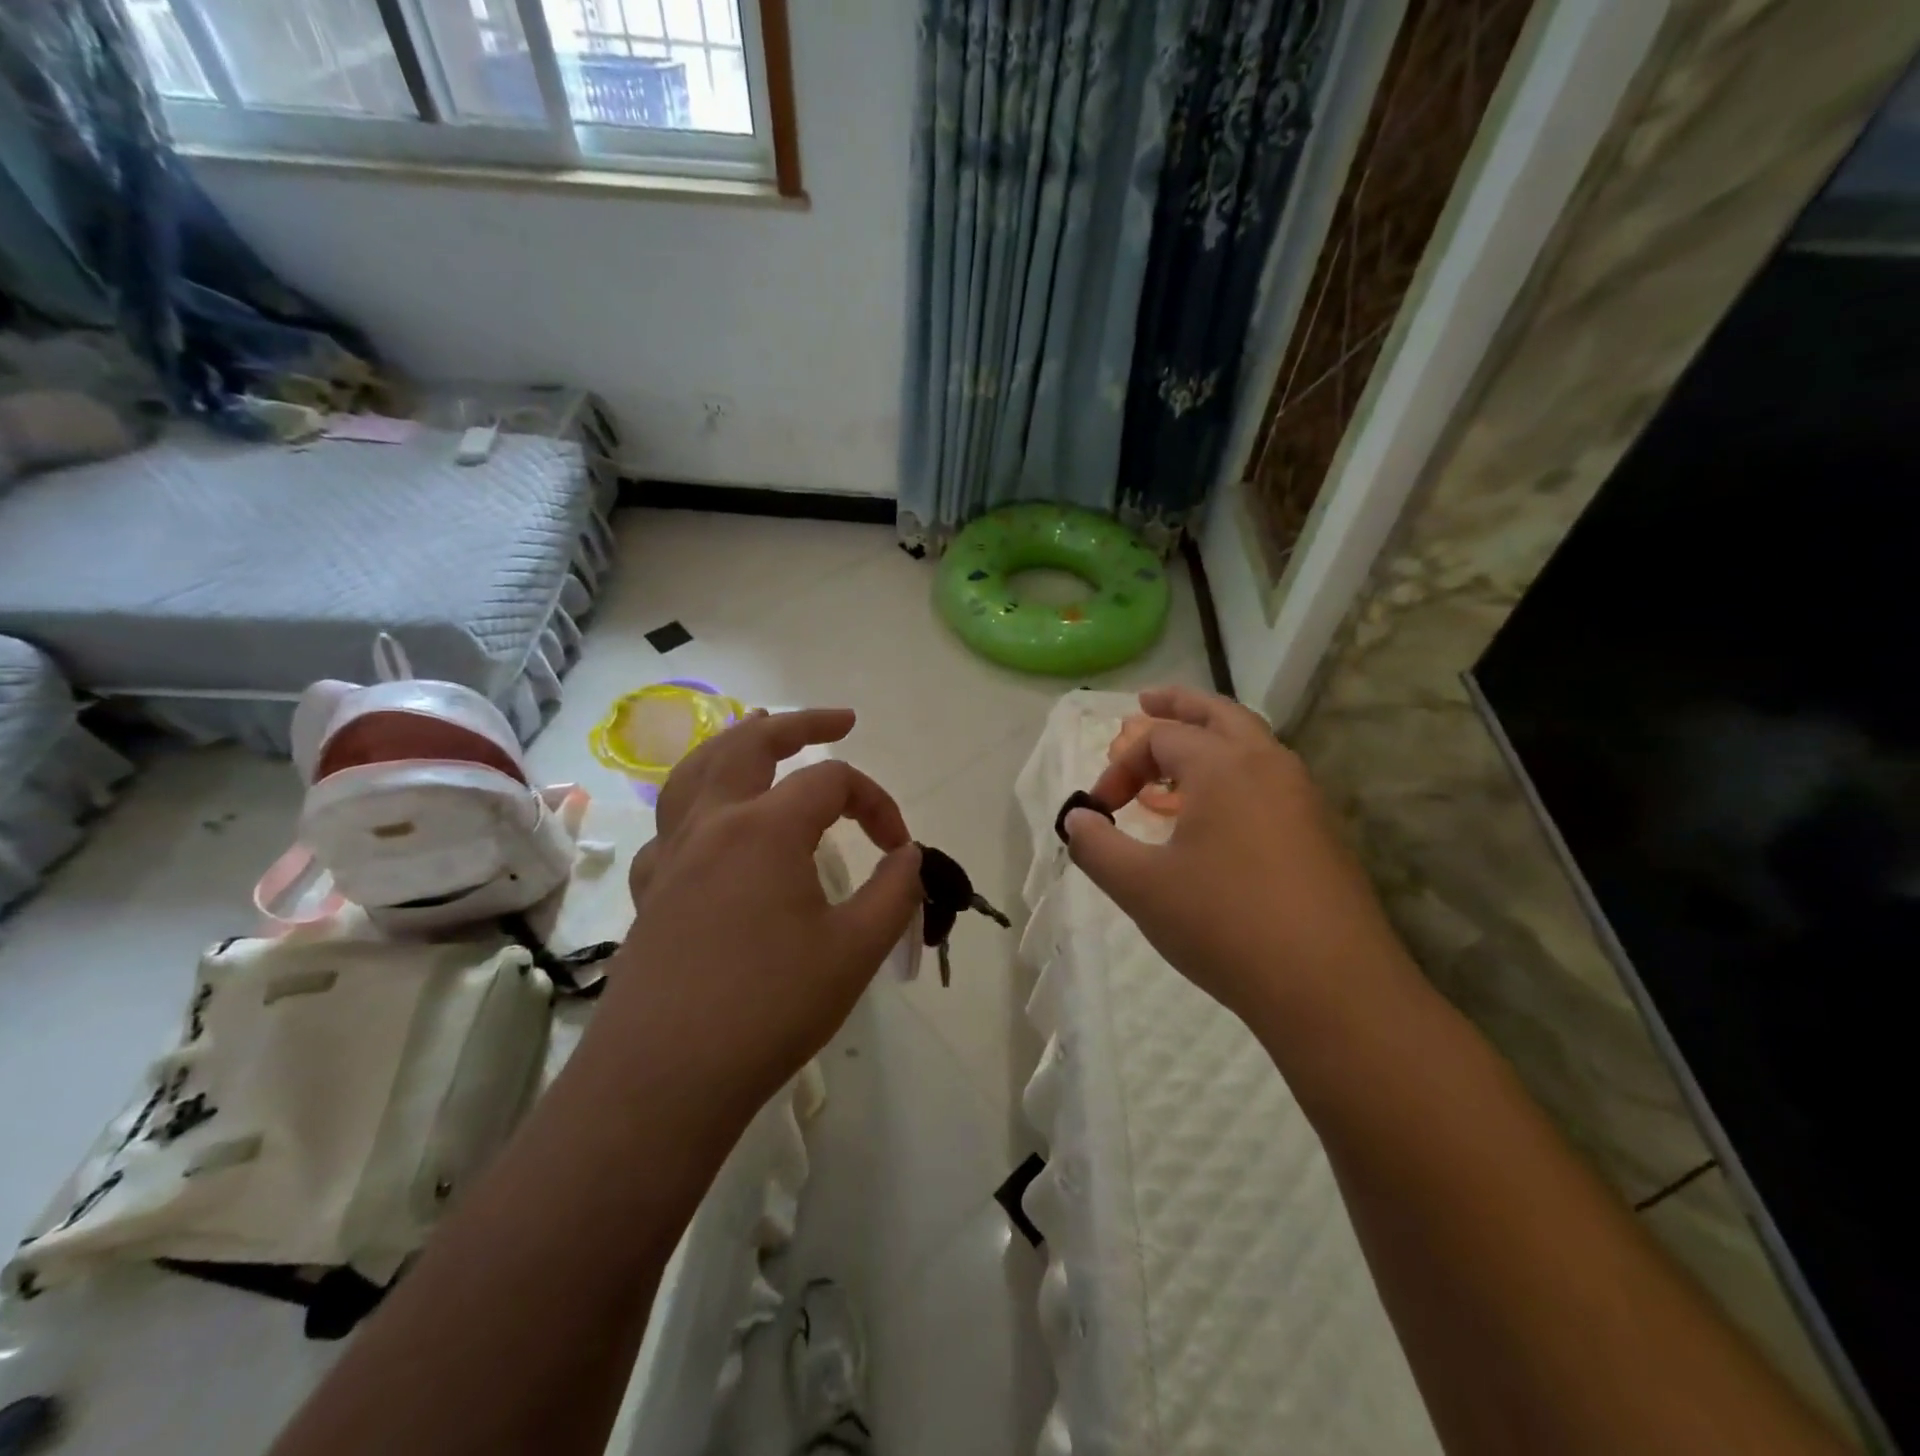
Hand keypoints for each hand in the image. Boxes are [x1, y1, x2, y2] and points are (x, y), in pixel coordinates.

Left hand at [592, 711, 923, 1120]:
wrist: (664, 1078)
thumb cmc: (769, 1008)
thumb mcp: (855, 950)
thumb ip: (894, 892)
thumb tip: (908, 856)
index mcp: (765, 827)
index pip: (834, 781)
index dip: (877, 804)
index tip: (899, 850)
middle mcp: (713, 823)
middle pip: (753, 742)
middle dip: (802, 723)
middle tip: (841, 720)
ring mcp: (671, 854)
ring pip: (697, 769)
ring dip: (736, 743)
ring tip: (761, 731)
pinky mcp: (650, 890)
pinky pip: (671, 824)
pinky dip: (697, 804)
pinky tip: (710, 826)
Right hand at [1064, 687, 1418, 1034]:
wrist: (1331, 988)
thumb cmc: (1224, 924)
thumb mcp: (1140, 887)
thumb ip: (1096, 846)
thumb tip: (1077, 820)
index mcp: (1223, 765)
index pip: (1160, 739)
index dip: (1121, 766)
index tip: (1101, 810)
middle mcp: (1268, 765)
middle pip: (1219, 714)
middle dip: (1179, 705)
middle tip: (1147, 703)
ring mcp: (1304, 797)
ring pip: (1252, 745)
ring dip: (1211, 740)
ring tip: (1178, 760)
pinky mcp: (1322, 833)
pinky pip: (1270, 780)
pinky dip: (1236, 774)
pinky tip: (1218, 815)